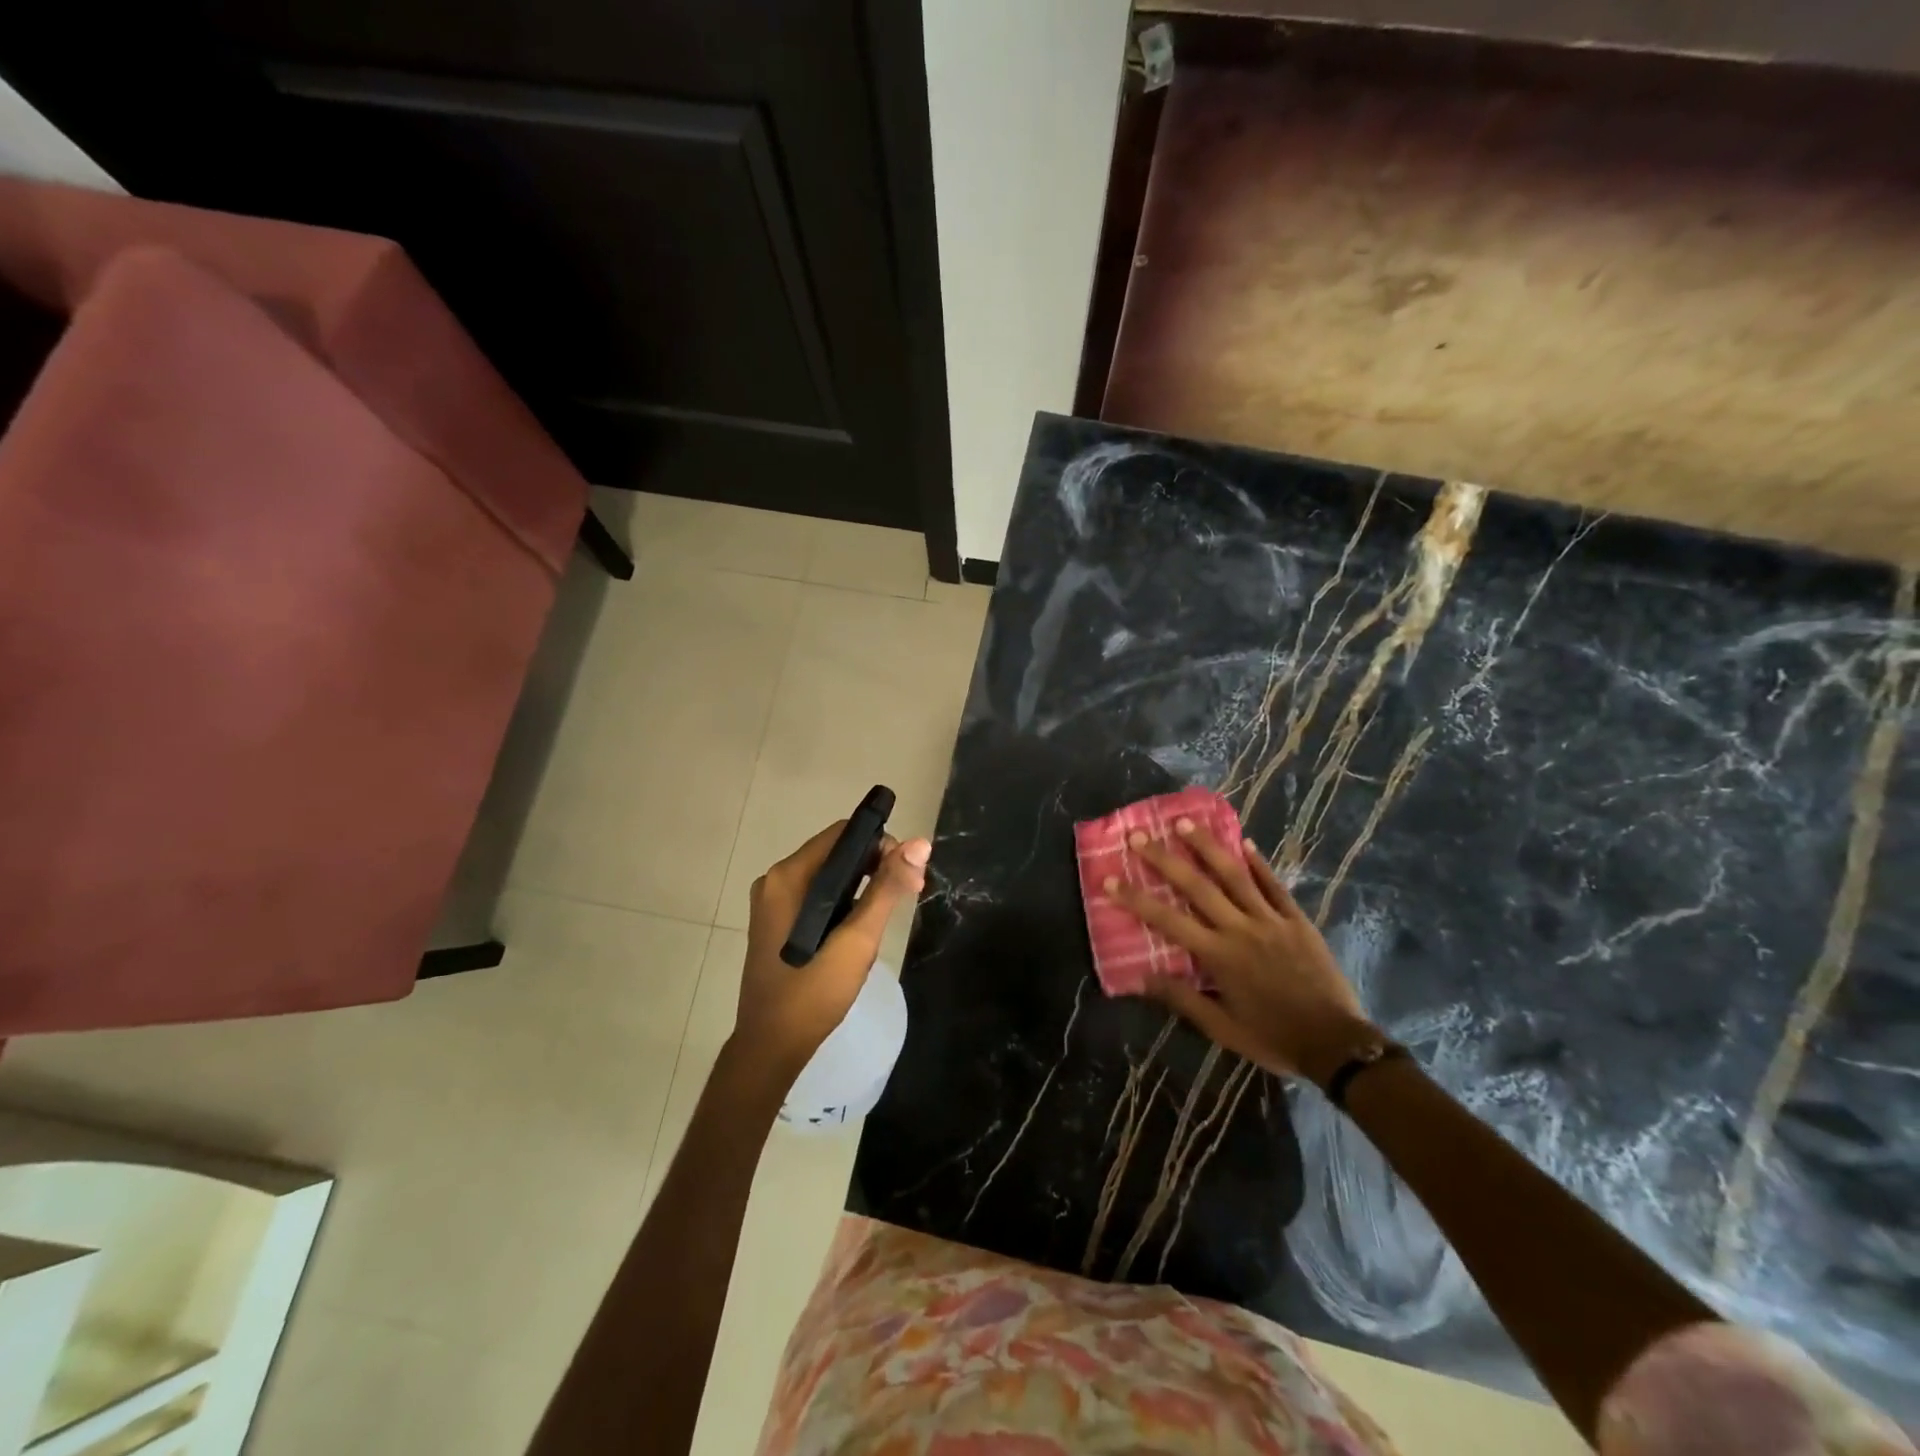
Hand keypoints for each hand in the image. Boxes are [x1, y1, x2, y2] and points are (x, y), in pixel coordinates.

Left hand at [734, 820, 930, 1087]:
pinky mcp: (776, 921)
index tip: (908, 871)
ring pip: (828, 876)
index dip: (880, 843)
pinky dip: (843, 902)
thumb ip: (887, 888)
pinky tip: (860, 927)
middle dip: (875, 866)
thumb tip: (919, 843)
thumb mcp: (858, 939)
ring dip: (862, 886)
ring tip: (886, 915)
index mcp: (788, 876)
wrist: (771, 1047)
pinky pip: (817, 896)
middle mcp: (775, 880)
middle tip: (909, 893)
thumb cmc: (813, 992)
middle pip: (835, 853)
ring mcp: (773, 902)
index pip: (842, 834)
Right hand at [1104, 820, 1375, 1083]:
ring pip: (1234, 875)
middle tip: (1140, 835)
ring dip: (1207, 846)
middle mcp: (1240, 929)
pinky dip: (1258, 863)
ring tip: (1185, 822)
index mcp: (1218, 956)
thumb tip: (1142, 978)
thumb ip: (1183, 1000)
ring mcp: (1271, 920)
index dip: (1136, 899)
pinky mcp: (1297, 920)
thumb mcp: (1223, 1029)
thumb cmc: (1274, 1038)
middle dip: (1165, 859)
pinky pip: (1274, 885)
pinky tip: (1244, 842)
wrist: (1337, 1043)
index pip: (1167, 920)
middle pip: (1197, 886)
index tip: (1110, 879)